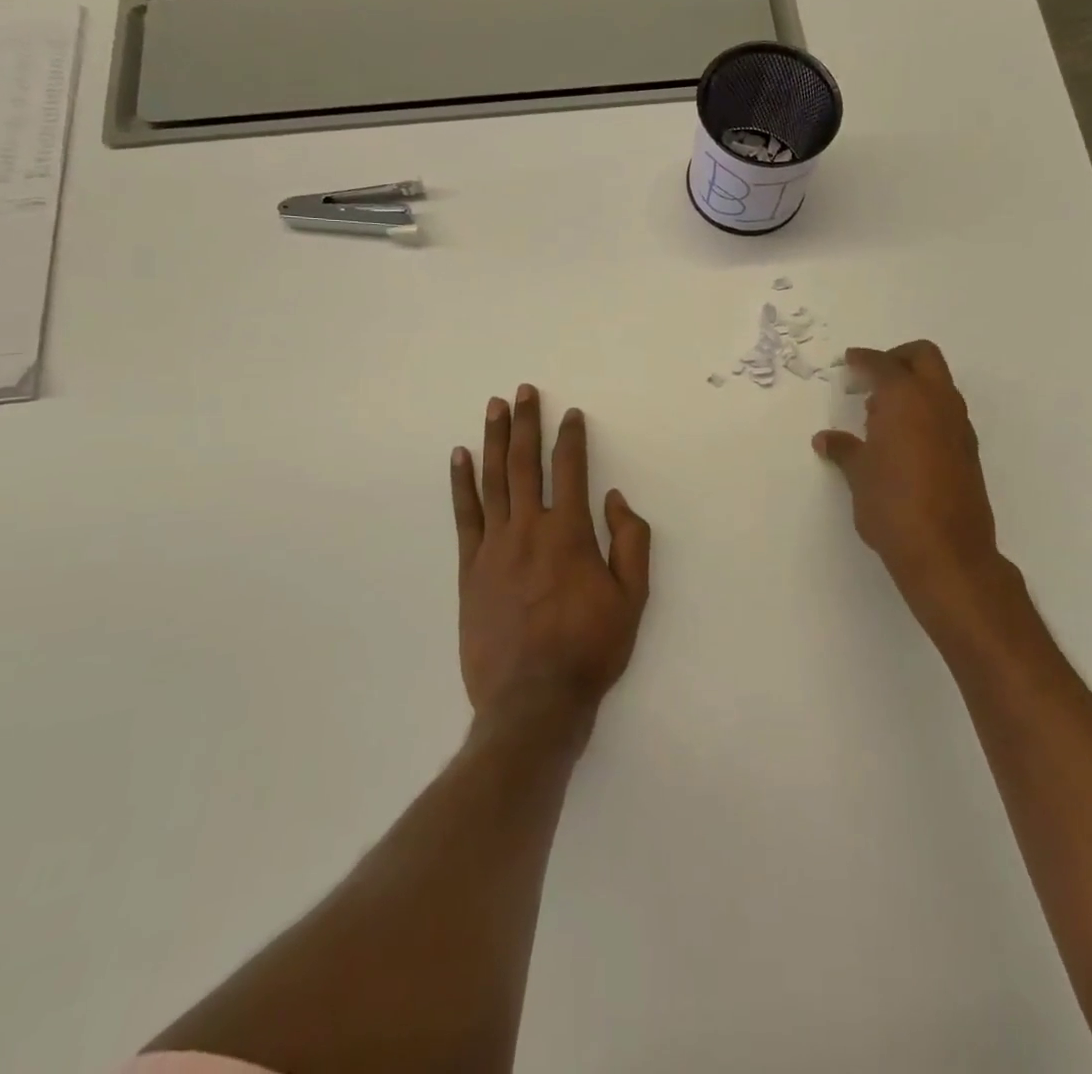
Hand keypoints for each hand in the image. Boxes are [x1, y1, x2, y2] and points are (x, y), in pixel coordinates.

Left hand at [451, 385, 651, 743]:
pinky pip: (464, 515)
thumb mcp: (632, 599)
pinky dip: (462, 483)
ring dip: (494, 440)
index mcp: (570, 533)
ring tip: (493, 408)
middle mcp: (529, 528)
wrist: (533, 700)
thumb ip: (630, 542)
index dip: (572, 437)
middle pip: (526, 463)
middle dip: (527, 423)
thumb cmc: (590, 649)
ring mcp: (494, 546)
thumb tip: (615, 499)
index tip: (571, 414)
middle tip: (523, 391)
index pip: (571, 469)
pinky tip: (459, 457)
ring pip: (494, 480)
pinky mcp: (470, 568)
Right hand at [813, 341, 1024, 643]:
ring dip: (913, 385)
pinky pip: (945, 412)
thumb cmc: (892, 504)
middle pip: (923, 357)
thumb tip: (827, 439)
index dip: (863, 359)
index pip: (883, 364)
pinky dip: (924, 410)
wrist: (946, 551)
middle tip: (871, 376)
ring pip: (939, 384)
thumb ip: (844, 449)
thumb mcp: (858, 475)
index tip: (849, 361)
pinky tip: (902, 439)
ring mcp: (958, 426)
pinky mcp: (968, 450)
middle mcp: (938, 402)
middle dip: (897, 358)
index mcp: (906, 398)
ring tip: (880, 414)